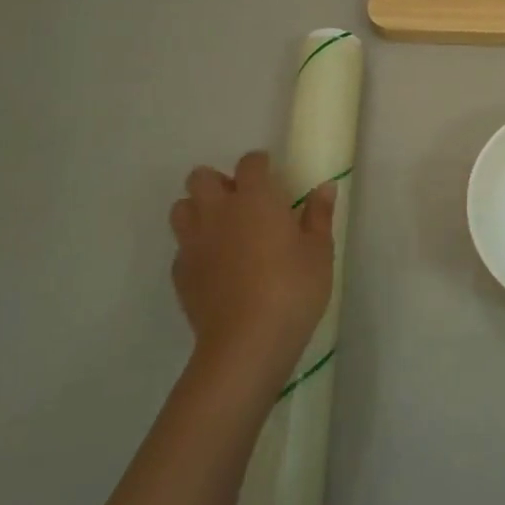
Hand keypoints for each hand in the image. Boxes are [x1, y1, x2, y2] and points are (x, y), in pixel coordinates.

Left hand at [169, 151, 335, 394]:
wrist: (247, 342)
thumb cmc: (293, 288)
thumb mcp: (320, 251)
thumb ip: (319, 215)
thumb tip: (324, 187)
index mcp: (255, 199)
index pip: (250, 163)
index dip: (261, 165)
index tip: (274, 177)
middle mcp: (217, 212)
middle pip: (201, 178)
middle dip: (220, 182)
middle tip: (244, 203)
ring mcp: (193, 243)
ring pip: (182, 208)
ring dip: (200, 210)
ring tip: (225, 229)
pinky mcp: (180, 273)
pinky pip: (182, 247)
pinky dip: (196, 247)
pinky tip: (217, 266)